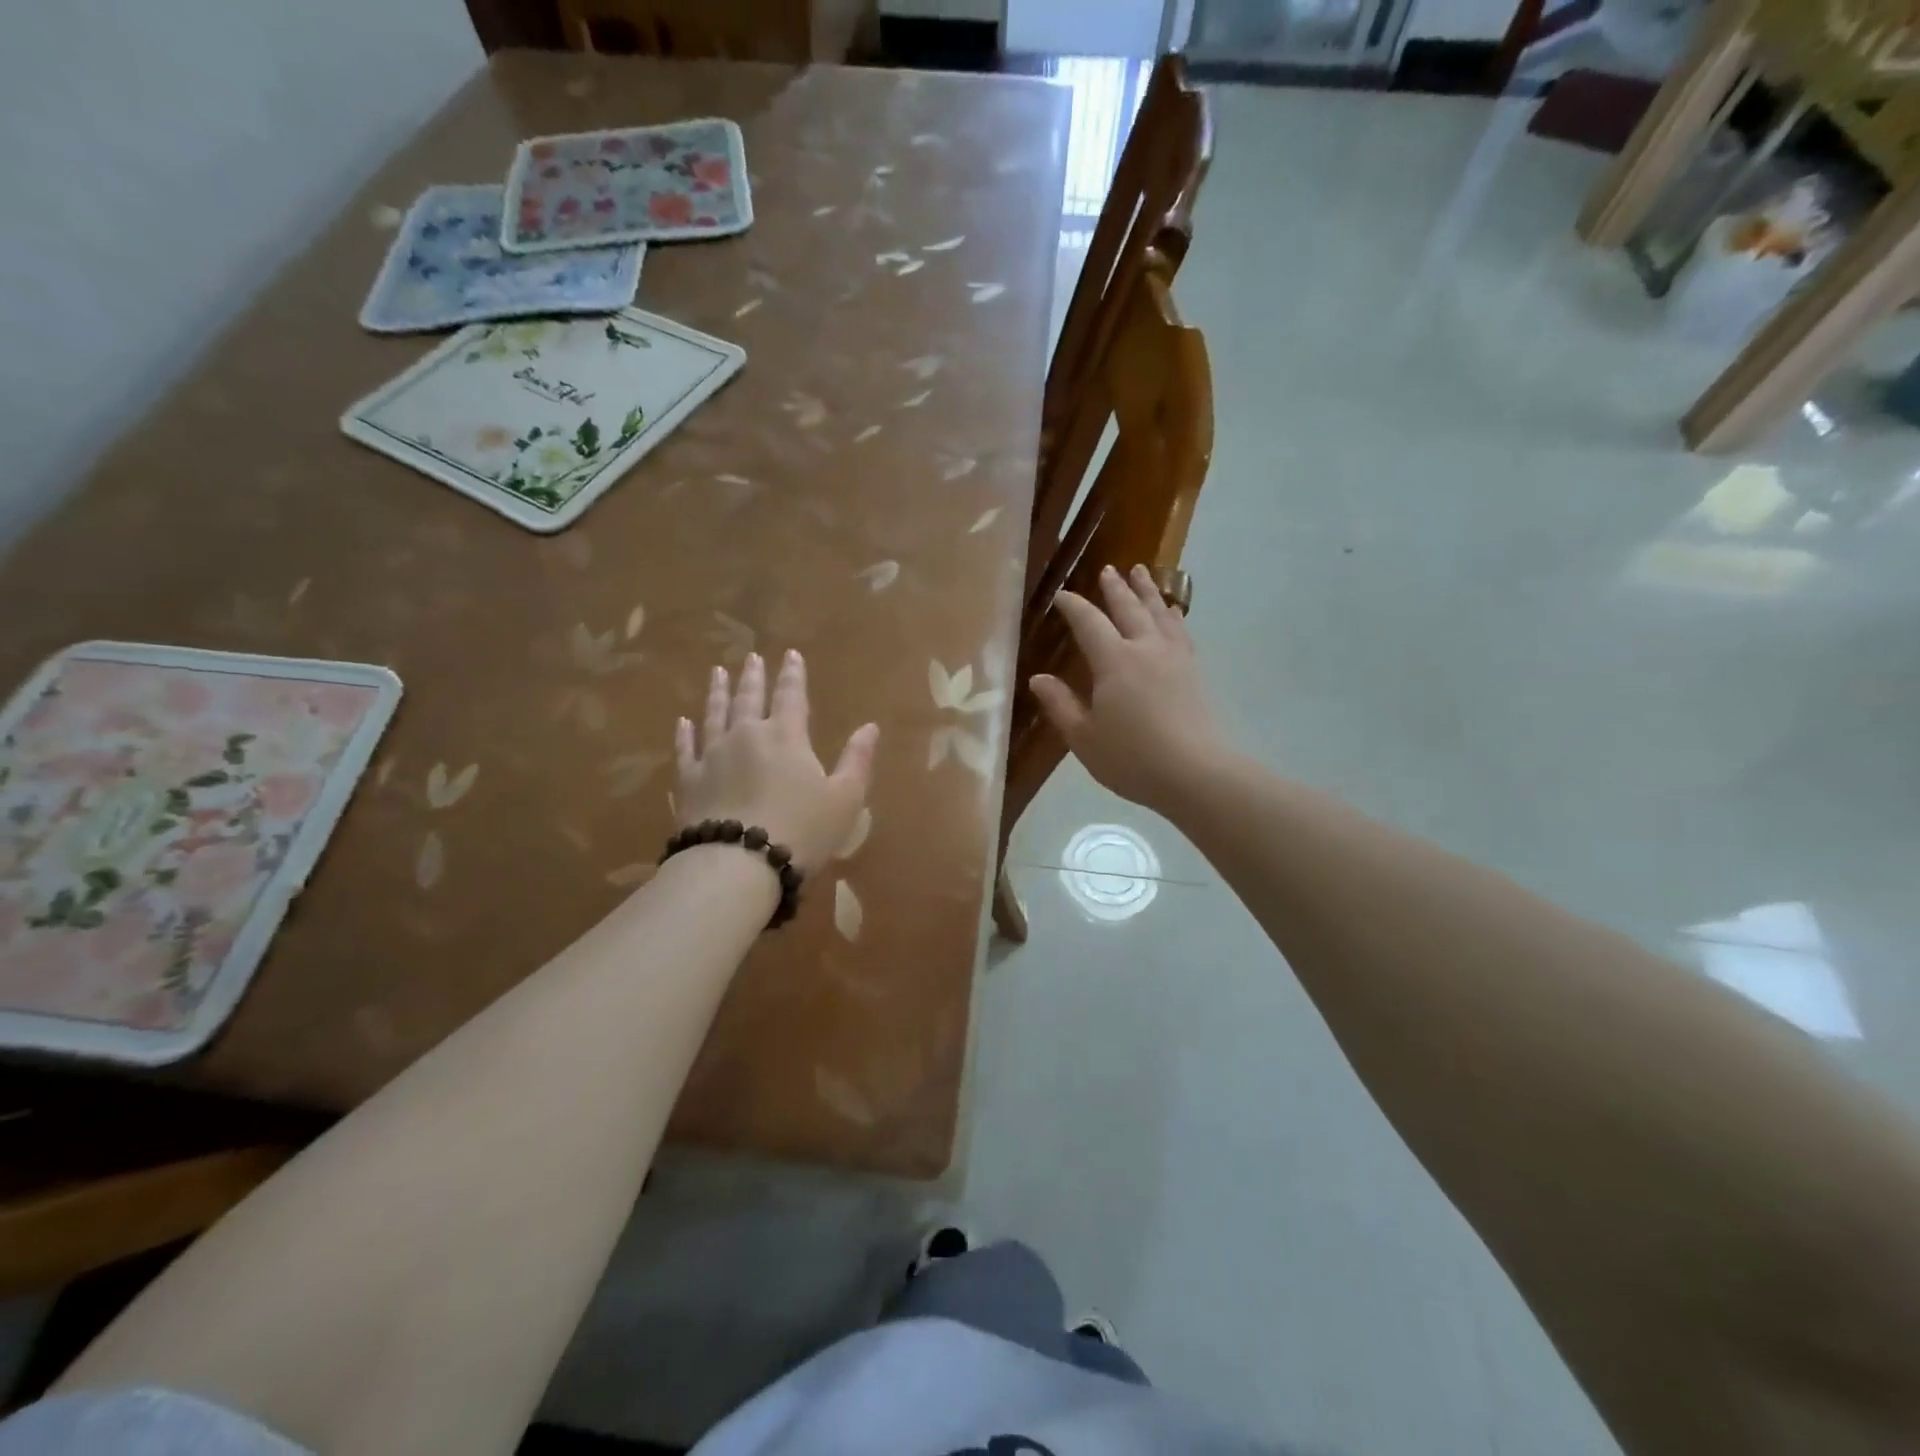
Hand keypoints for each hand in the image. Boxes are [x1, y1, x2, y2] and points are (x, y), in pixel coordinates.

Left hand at [674, 650, 878, 873]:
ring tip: (718, 673)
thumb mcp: (845, 799)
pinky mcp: (688, 780)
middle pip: (749, 698)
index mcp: (786, 736)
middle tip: (751, 657)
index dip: (793, 674)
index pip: (791, 695)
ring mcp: (712, 755)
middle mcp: (746, 735)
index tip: (790, 654)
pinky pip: (685, 748)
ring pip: (714, 714)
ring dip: (718, 692)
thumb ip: (857, 760)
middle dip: (753, 676)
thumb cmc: (801, 831)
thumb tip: (871, 727)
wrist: (738, 864)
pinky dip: (685, 733)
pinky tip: (683, 722)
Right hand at [1030, 564, 1224, 812]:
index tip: (1062, 595)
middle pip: (1129, 608)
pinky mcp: (1195, 671)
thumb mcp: (1084, 737)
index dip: (1074, 607)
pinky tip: (1173, 614)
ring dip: (1148, 591)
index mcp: (1114, 661)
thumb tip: (1038, 679)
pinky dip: (1173, 616)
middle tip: (1107, 570)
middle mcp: (1145, 648)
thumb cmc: (1131, 758)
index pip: (1089, 622)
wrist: (1196, 773)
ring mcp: (1175, 657)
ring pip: (1159, 613)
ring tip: (1141, 572)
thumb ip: (1060, 705)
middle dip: (1115, 588)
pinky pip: (1181, 631)